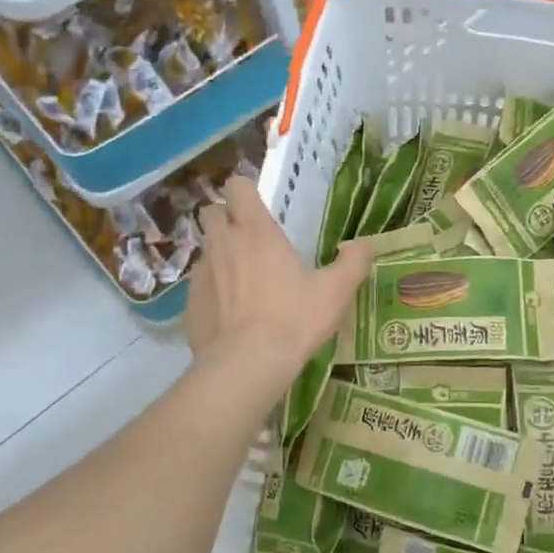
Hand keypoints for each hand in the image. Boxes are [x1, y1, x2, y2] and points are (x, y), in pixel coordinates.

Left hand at [184, 177, 372, 390]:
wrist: (247, 365)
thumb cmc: (294, 319)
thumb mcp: (335, 292)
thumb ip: (353, 263)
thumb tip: (363, 244)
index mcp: (256, 231)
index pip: (237, 187)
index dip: (246, 192)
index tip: (261, 207)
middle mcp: (223, 244)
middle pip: (212, 213)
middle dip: (227, 219)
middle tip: (251, 242)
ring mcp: (202, 273)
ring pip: (206, 250)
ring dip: (221, 256)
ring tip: (244, 282)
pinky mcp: (190, 304)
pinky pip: (200, 286)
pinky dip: (213, 292)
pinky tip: (231, 316)